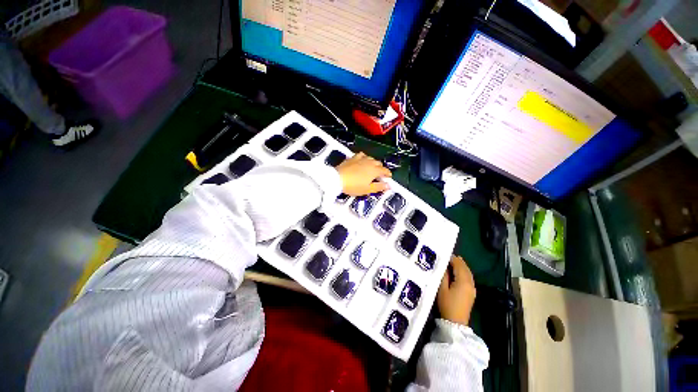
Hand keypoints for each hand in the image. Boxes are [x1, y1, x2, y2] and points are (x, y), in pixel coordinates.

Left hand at [336, 152, 391, 195]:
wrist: (337, 179)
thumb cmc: (353, 186)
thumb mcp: (367, 189)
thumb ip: (379, 187)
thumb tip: (387, 185)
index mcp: (374, 170)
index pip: (385, 170)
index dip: (388, 174)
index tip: (388, 177)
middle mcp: (369, 162)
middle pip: (379, 163)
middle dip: (381, 169)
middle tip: (379, 175)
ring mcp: (361, 159)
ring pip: (371, 158)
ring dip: (373, 163)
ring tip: (372, 168)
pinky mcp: (353, 157)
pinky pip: (362, 155)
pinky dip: (365, 158)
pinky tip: (362, 161)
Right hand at [437, 255, 475, 325]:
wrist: (455, 323)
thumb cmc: (447, 305)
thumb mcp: (442, 289)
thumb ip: (444, 275)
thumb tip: (445, 266)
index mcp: (463, 281)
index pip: (459, 265)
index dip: (452, 259)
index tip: (444, 255)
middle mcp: (470, 283)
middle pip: (465, 268)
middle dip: (458, 261)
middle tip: (449, 256)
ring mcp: (472, 288)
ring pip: (468, 273)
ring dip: (462, 266)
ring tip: (454, 261)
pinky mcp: (472, 293)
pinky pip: (469, 278)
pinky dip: (464, 272)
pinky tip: (459, 272)